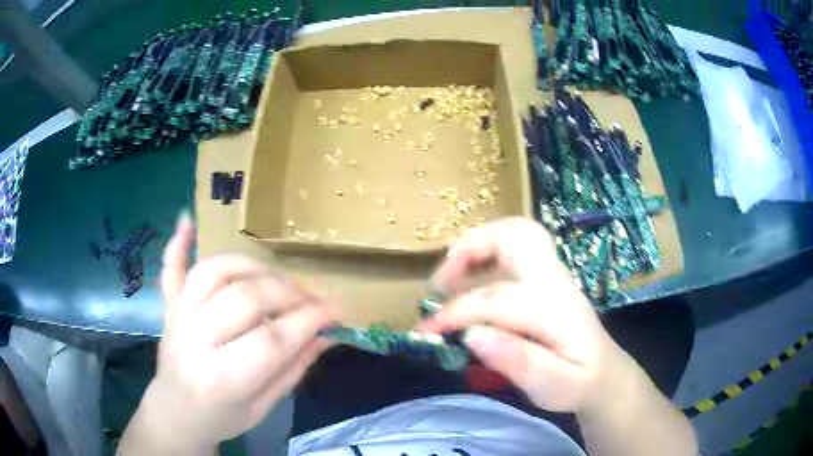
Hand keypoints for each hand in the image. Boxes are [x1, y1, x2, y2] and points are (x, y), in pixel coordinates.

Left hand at [132, 213, 333, 450]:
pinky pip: (170, 268)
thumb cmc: (222, 417)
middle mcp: (194, 339)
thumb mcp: (263, 406)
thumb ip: (293, 369)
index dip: (309, 321)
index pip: (272, 340)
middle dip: (289, 294)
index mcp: (221, 378)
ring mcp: (177, 316)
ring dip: (253, 268)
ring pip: (214, 271)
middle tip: (312, 300)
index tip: (338, 312)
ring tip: (276, 279)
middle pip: (245, 298)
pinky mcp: (168, 305)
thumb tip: (327, 335)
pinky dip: (178, 243)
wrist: (176, 412)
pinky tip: (187, 220)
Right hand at [420, 218, 621, 413]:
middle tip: (440, 282)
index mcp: (554, 309)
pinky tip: (474, 278)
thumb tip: (472, 335)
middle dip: (470, 248)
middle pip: (516, 236)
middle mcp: (554, 282)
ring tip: (451, 275)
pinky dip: (490, 251)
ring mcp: (554, 276)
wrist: (607, 375)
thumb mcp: (553, 386)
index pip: (496, 299)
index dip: (455, 313)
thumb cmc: (579, 384)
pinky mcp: (549, 280)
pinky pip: (519, 248)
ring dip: (479, 244)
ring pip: (518, 233)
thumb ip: (518, 362)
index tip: (427, 331)